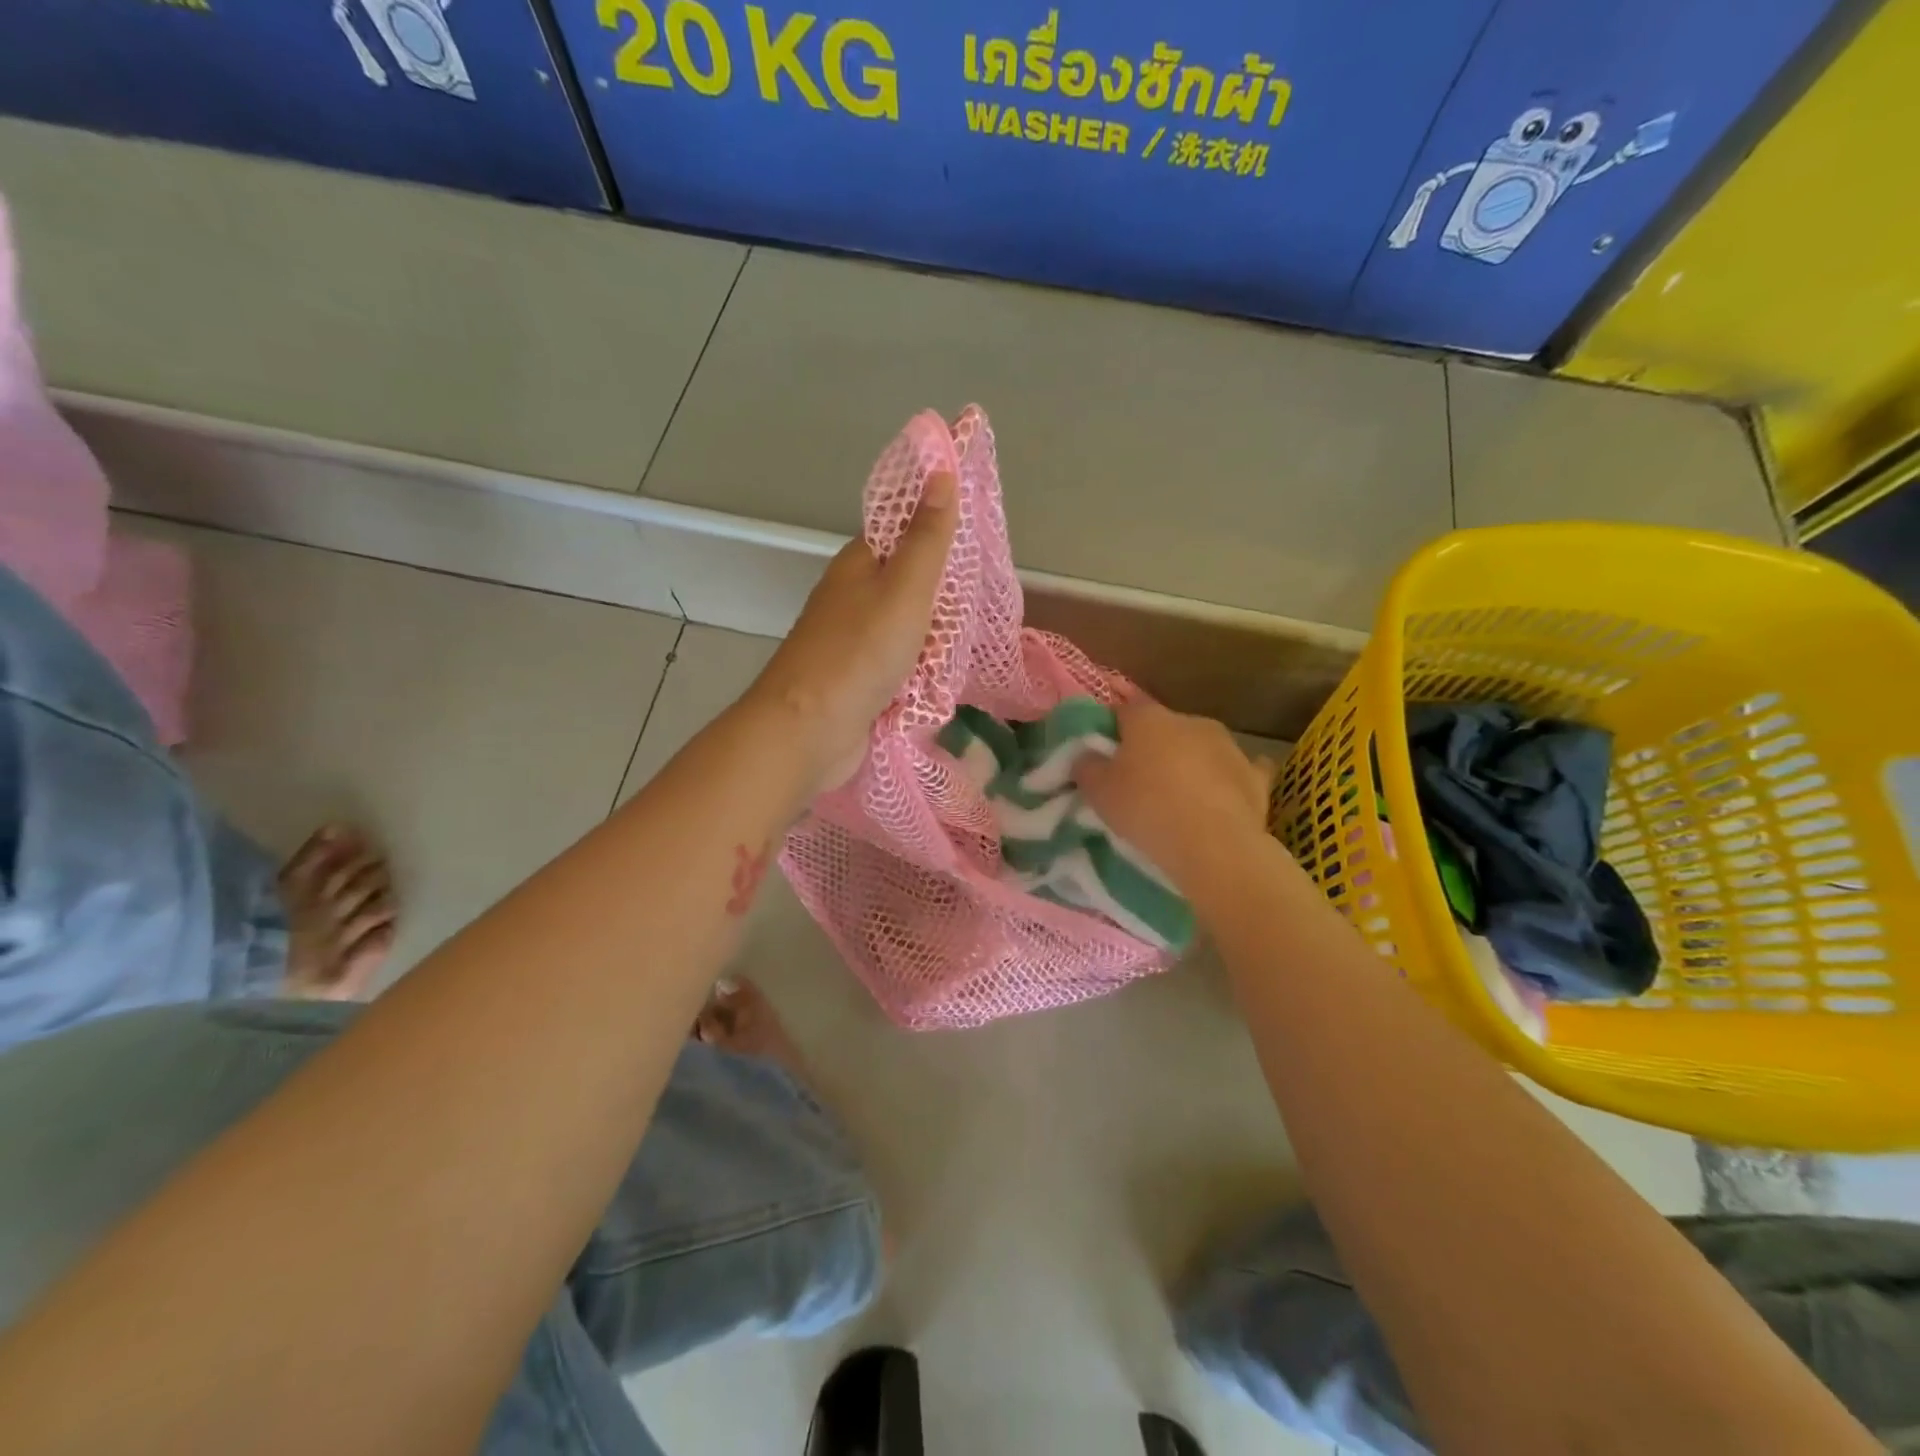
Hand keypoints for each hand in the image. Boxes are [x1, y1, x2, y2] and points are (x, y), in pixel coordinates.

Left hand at [747, 472, 957, 791]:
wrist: (808, 731)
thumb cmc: (859, 653)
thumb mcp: (905, 589)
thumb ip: (927, 537)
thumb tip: (940, 470)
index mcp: (860, 564)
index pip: (905, 532)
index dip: (940, 534)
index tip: (976, 550)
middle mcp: (854, 597)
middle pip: (912, 586)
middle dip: (945, 600)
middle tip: (974, 612)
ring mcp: (855, 642)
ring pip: (911, 630)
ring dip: (936, 642)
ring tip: (960, 651)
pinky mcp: (860, 680)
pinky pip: (902, 666)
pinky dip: (921, 674)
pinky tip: (939, 683)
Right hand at [1076, 699, 1273, 893]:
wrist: (1213, 846)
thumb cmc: (1146, 809)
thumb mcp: (1097, 791)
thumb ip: (1086, 765)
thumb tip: (1086, 755)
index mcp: (1149, 718)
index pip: (1123, 709)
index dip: (1111, 728)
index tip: (1103, 752)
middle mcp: (1191, 721)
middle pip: (1164, 728)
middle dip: (1152, 747)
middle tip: (1138, 779)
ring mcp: (1228, 746)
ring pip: (1201, 747)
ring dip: (1189, 763)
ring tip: (1178, 796)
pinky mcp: (1255, 776)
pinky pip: (1237, 772)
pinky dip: (1227, 780)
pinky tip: (1222, 796)